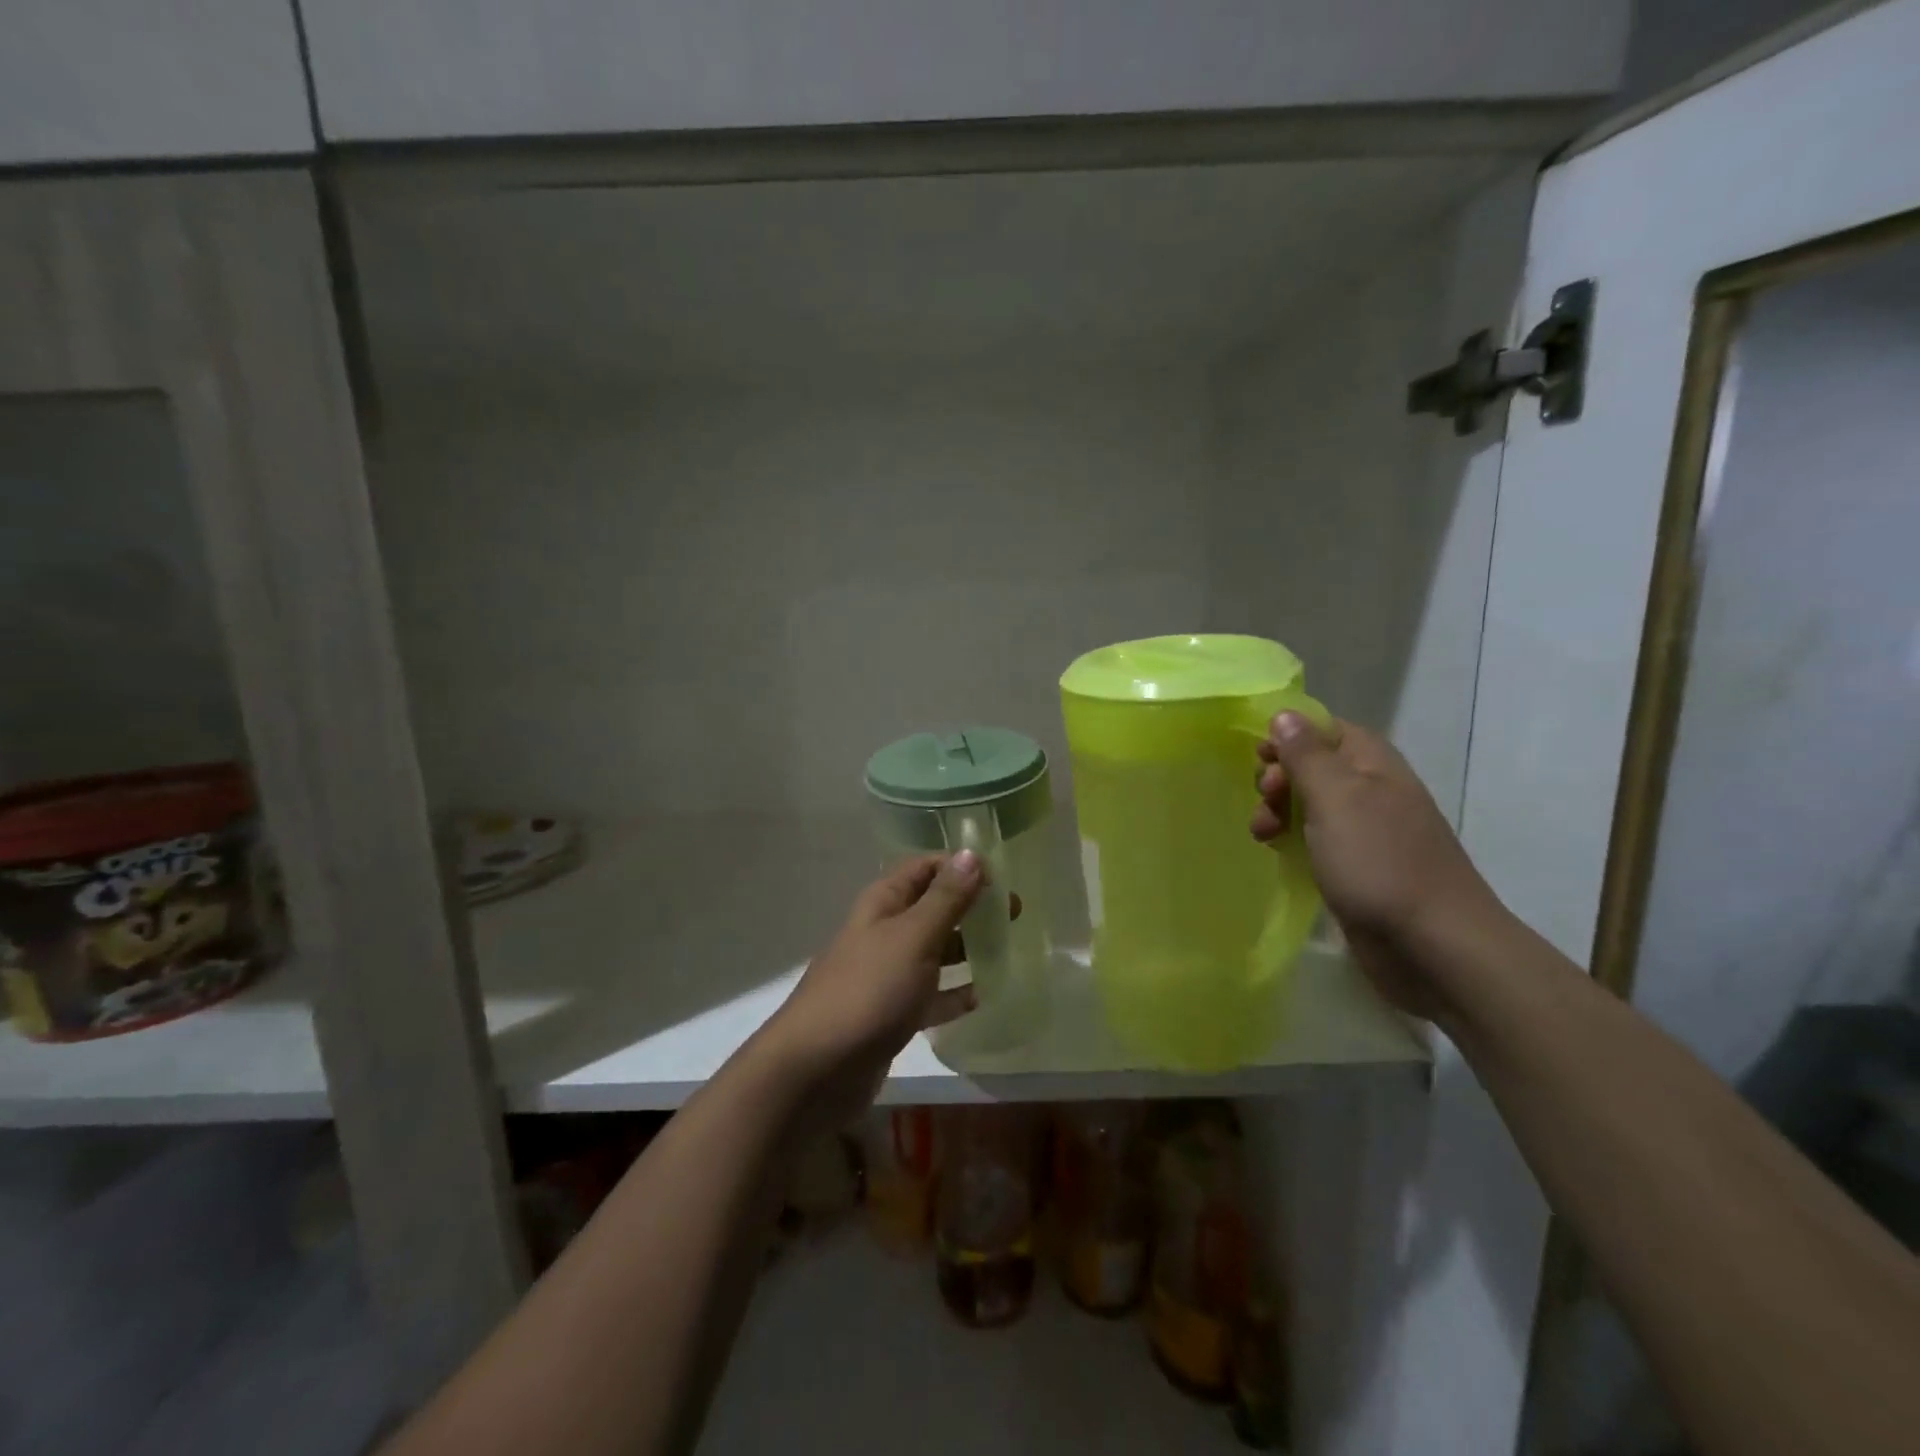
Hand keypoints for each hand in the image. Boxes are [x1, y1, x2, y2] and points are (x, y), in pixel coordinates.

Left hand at [764, 852, 989, 1125]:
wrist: (816, 1069)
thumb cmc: (869, 990)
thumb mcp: (913, 938)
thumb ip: (946, 898)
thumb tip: (973, 854)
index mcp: (884, 903)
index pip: (925, 867)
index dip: (961, 867)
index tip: (1001, 879)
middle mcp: (884, 931)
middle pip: (933, 907)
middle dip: (970, 906)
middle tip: (1013, 914)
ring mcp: (886, 974)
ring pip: (933, 950)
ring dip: (966, 948)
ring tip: (1006, 950)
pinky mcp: (891, 1013)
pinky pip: (930, 995)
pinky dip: (953, 993)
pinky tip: (981, 997)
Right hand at [1252, 713, 1501, 1019]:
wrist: (1433, 945)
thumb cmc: (1380, 862)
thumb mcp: (1336, 799)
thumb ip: (1307, 755)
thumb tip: (1285, 713)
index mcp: (1372, 763)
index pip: (1323, 727)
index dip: (1288, 736)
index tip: (1258, 759)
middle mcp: (1371, 789)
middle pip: (1313, 765)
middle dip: (1279, 778)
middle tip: (1265, 800)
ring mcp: (1367, 830)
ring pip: (1310, 804)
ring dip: (1279, 811)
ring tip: (1262, 835)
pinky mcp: (1358, 867)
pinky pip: (1317, 839)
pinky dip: (1292, 840)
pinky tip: (1277, 852)